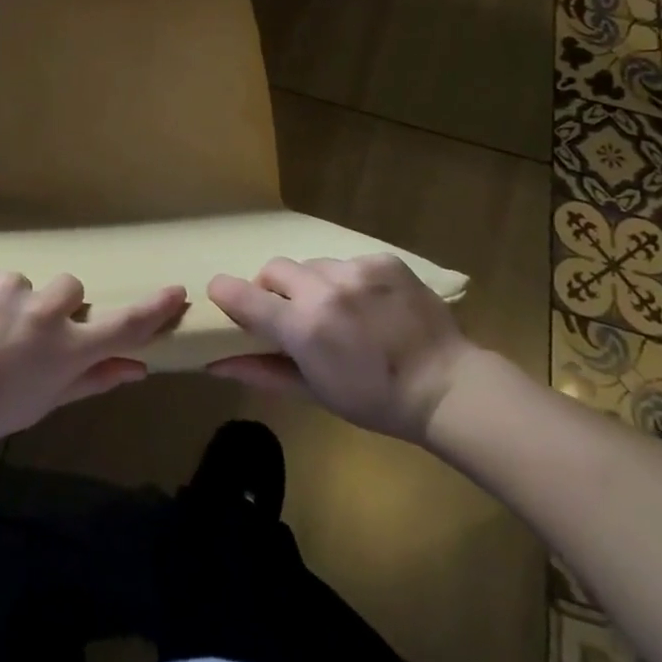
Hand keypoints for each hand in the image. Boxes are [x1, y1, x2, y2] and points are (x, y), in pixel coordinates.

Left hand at [0, 265, 187, 456]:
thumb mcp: (42, 404)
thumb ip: (91, 381)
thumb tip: (137, 368)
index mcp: (66, 349)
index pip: (123, 325)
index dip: (154, 309)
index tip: (177, 292)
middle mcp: (45, 310)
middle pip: (71, 289)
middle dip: (57, 306)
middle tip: (25, 334)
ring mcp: (10, 285)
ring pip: (26, 283)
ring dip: (13, 302)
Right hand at [205, 255, 474, 441]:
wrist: (448, 387)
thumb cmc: (375, 400)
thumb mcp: (314, 392)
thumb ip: (260, 371)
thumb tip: (213, 363)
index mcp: (303, 326)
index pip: (243, 295)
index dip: (225, 292)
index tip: (223, 296)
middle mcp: (324, 289)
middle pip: (274, 268)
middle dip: (273, 288)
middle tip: (292, 313)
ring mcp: (355, 270)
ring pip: (312, 264)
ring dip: (313, 284)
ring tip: (339, 310)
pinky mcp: (382, 260)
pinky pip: (348, 262)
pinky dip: (348, 280)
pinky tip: (369, 304)